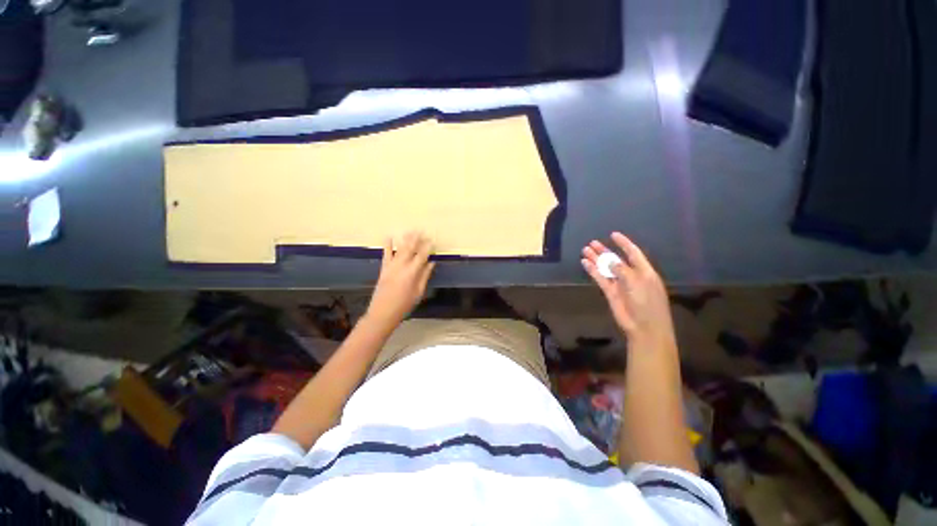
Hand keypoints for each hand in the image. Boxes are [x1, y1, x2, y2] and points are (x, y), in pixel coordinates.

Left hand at [366, 231, 435, 330]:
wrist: (383, 313)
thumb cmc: (404, 305)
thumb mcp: (418, 292)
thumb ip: (424, 276)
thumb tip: (431, 264)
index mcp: (412, 273)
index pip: (422, 256)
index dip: (427, 248)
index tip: (432, 240)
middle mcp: (401, 266)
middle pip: (410, 249)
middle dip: (416, 239)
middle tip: (421, 230)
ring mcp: (391, 266)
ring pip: (399, 249)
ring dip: (405, 239)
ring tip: (410, 231)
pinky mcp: (384, 268)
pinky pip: (386, 254)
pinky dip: (387, 245)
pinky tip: (389, 237)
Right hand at [581, 232, 676, 352]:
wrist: (644, 328)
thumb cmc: (647, 303)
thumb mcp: (638, 283)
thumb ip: (623, 270)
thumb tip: (610, 260)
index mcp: (644, 271)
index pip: (633, 253)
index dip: (624, 243)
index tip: (613, 234)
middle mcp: (631, 275)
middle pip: (616, 259)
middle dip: (605, 251)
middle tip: (592, 242)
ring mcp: (620, 284)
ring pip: (606, 268)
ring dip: (596, 259)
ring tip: (585, 250)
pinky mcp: (610, 293)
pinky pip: (600, 279)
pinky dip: (593, 271)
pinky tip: (585, 263)